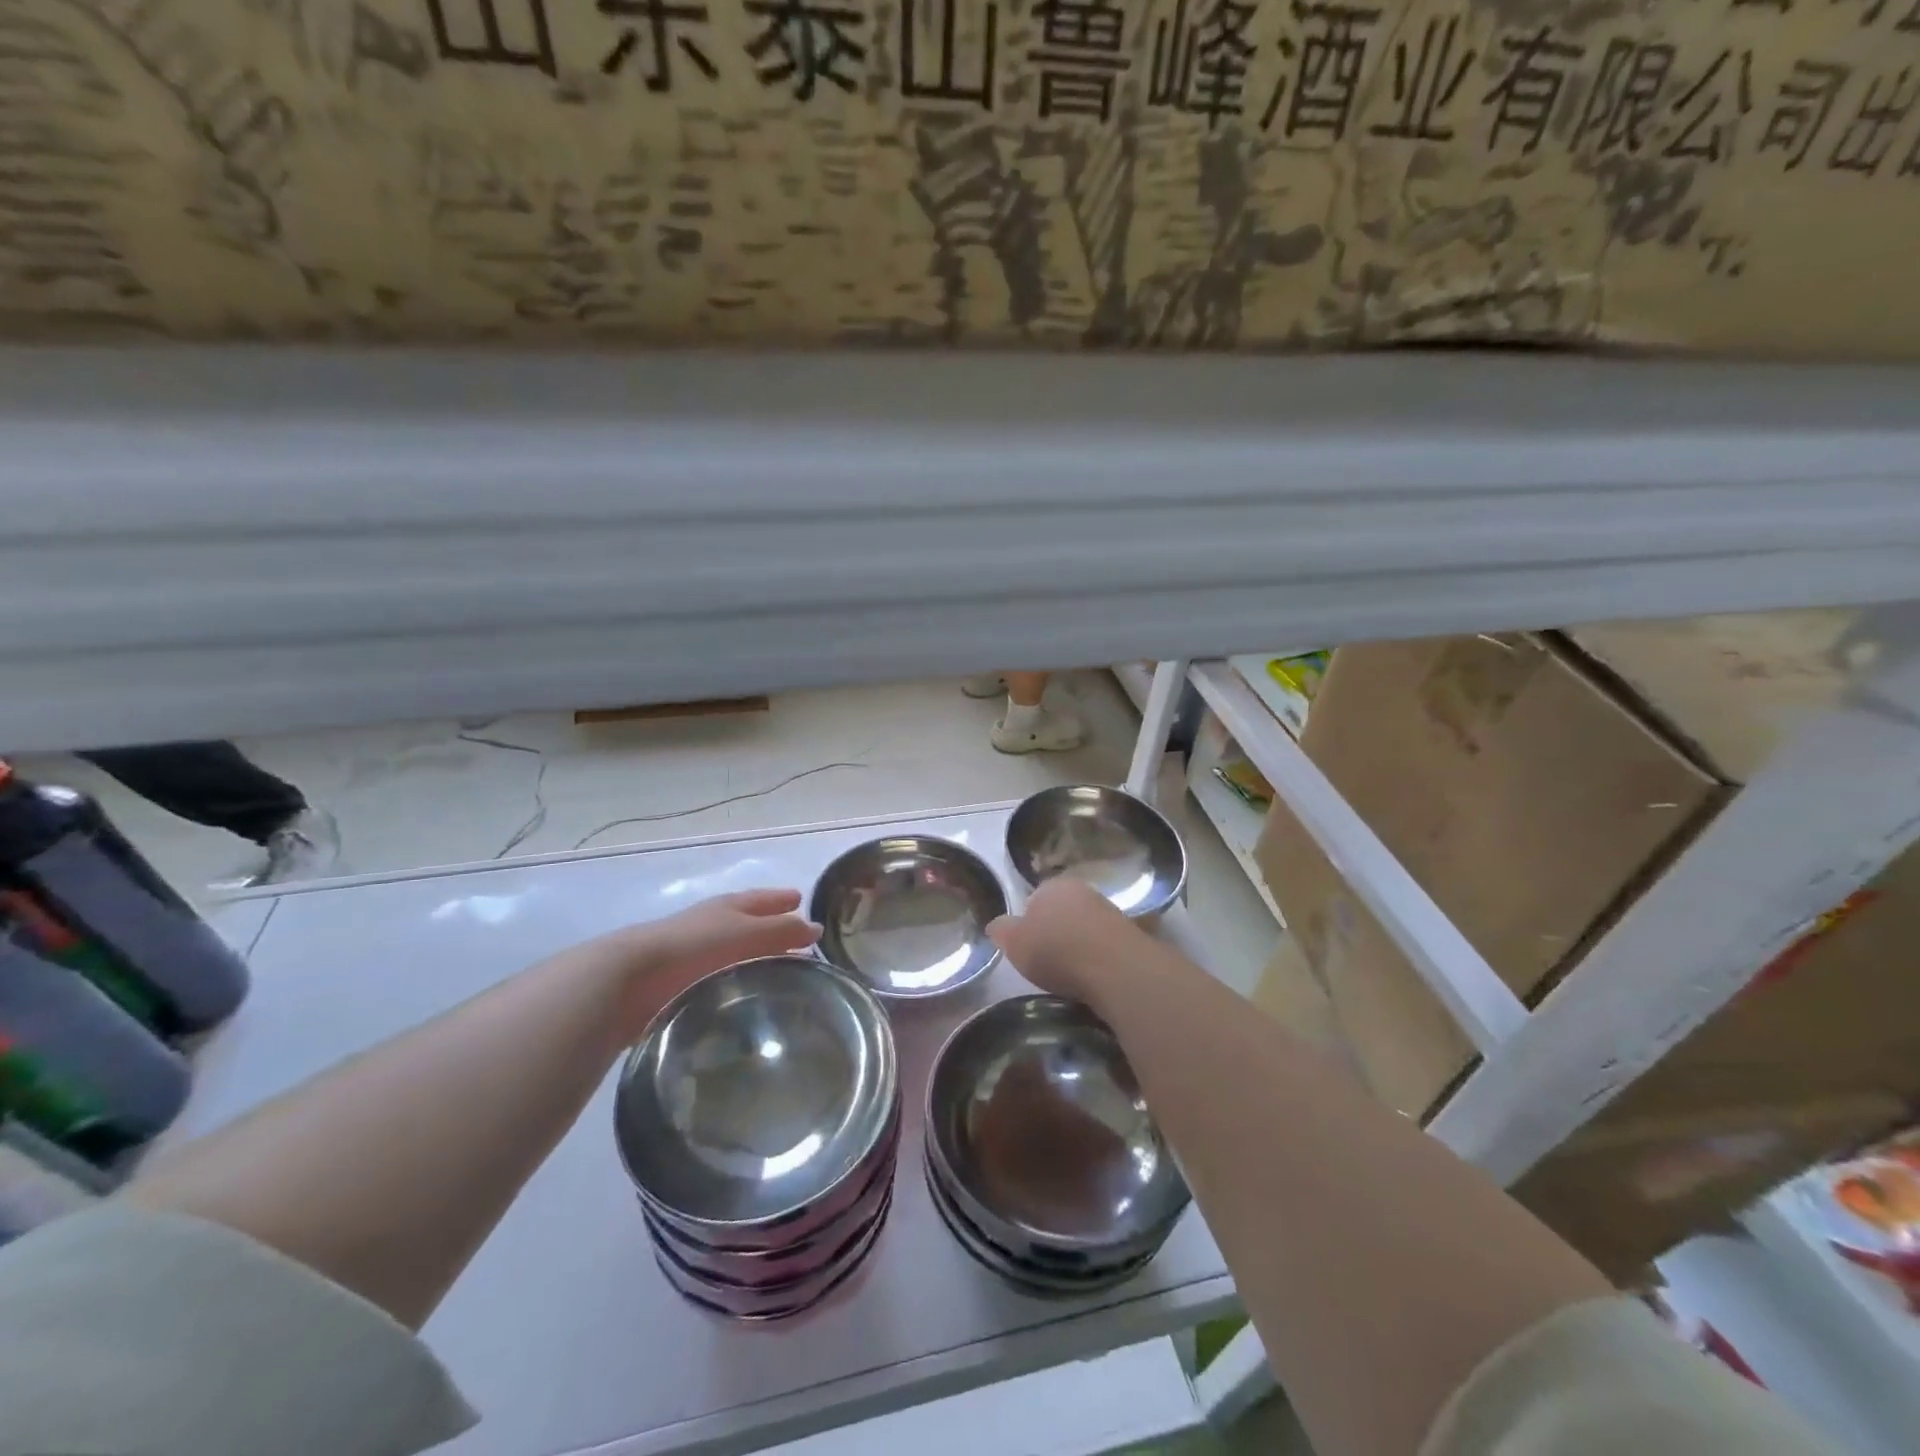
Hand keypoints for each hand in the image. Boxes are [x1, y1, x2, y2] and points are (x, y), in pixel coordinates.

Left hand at [587, 888, 820, 1041]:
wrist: (629, 980)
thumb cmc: (694, 948)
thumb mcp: (746, 934)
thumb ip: (781, 932)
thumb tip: (816, 928)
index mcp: (727, 908)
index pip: (761, 899)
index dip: (781, 899)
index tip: (801, 899)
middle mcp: (710, 926)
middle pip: (747, 924)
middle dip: (771, 929)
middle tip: (797, 943)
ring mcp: (691, 957)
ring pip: (732, 954)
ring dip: (753, 960)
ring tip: (777, 975)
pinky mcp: (678, 987)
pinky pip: (717, 981)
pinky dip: (734, 983)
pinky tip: (744, 998)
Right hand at [987, 876, 1141, 1008]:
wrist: (1116, 969)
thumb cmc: (1057, 950)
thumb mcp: (1015, 943)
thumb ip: (1002, 931)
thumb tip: (995, 925)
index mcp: (1052, 886)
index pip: (1034, 898)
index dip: (1027, 922)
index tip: (1026, 946)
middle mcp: (1083, 891)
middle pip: (1062, 911)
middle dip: (1055, 931)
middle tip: (1046, 961)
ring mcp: (1110, 912)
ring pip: (1085, 927)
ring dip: (1078, 945)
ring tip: (1070, 975)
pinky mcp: (1131, 936)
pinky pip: (1104, 945)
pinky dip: (1097, 958)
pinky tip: (1092, 978)